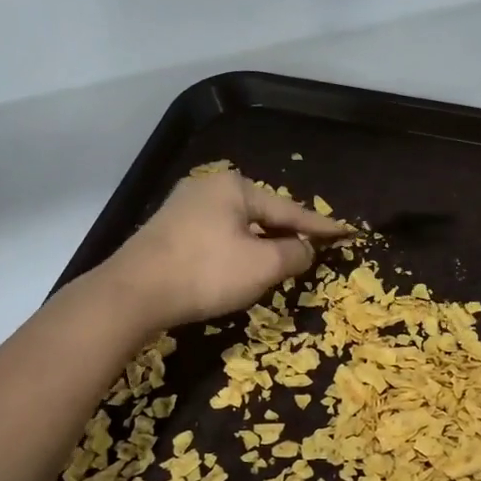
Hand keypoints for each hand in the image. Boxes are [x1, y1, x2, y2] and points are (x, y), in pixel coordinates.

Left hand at [100, 170, 348, 328]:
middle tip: (312, 251)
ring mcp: (184, 206)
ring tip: (279, 262)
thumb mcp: (262, 266)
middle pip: (262, 214)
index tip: (347, 232)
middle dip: (286, 233)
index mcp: (235, 187)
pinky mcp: (168, 230)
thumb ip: (294, 253)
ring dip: (260, 245)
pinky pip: (215, 236)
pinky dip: (234, 250)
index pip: (290, 209)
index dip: (320, 226)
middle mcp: (208, 187)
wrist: (133, 293)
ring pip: (237, 226)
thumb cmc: (205, 274)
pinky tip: (239, 267)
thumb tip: (305, 248)